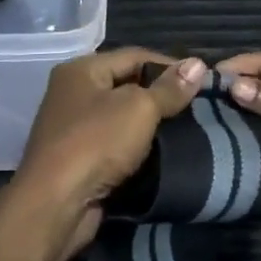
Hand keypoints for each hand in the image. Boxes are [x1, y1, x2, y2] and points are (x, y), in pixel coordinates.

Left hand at [5, 50, 206, 260]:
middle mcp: (72, 93)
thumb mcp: (139, 108)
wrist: (56, 204)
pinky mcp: (78, 159)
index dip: (170, 65)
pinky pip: (115, 144)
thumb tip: (198, 64)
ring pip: (122, 117)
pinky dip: (137, 147)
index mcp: (81, 70)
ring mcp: (73, 128)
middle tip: (198, 106)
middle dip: (162, 95)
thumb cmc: (96, 143)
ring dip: (151, 124)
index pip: (134, 56)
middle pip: (126, 85)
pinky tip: (163, 153)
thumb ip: (169, 88)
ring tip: (188, 129)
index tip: (203, 80)